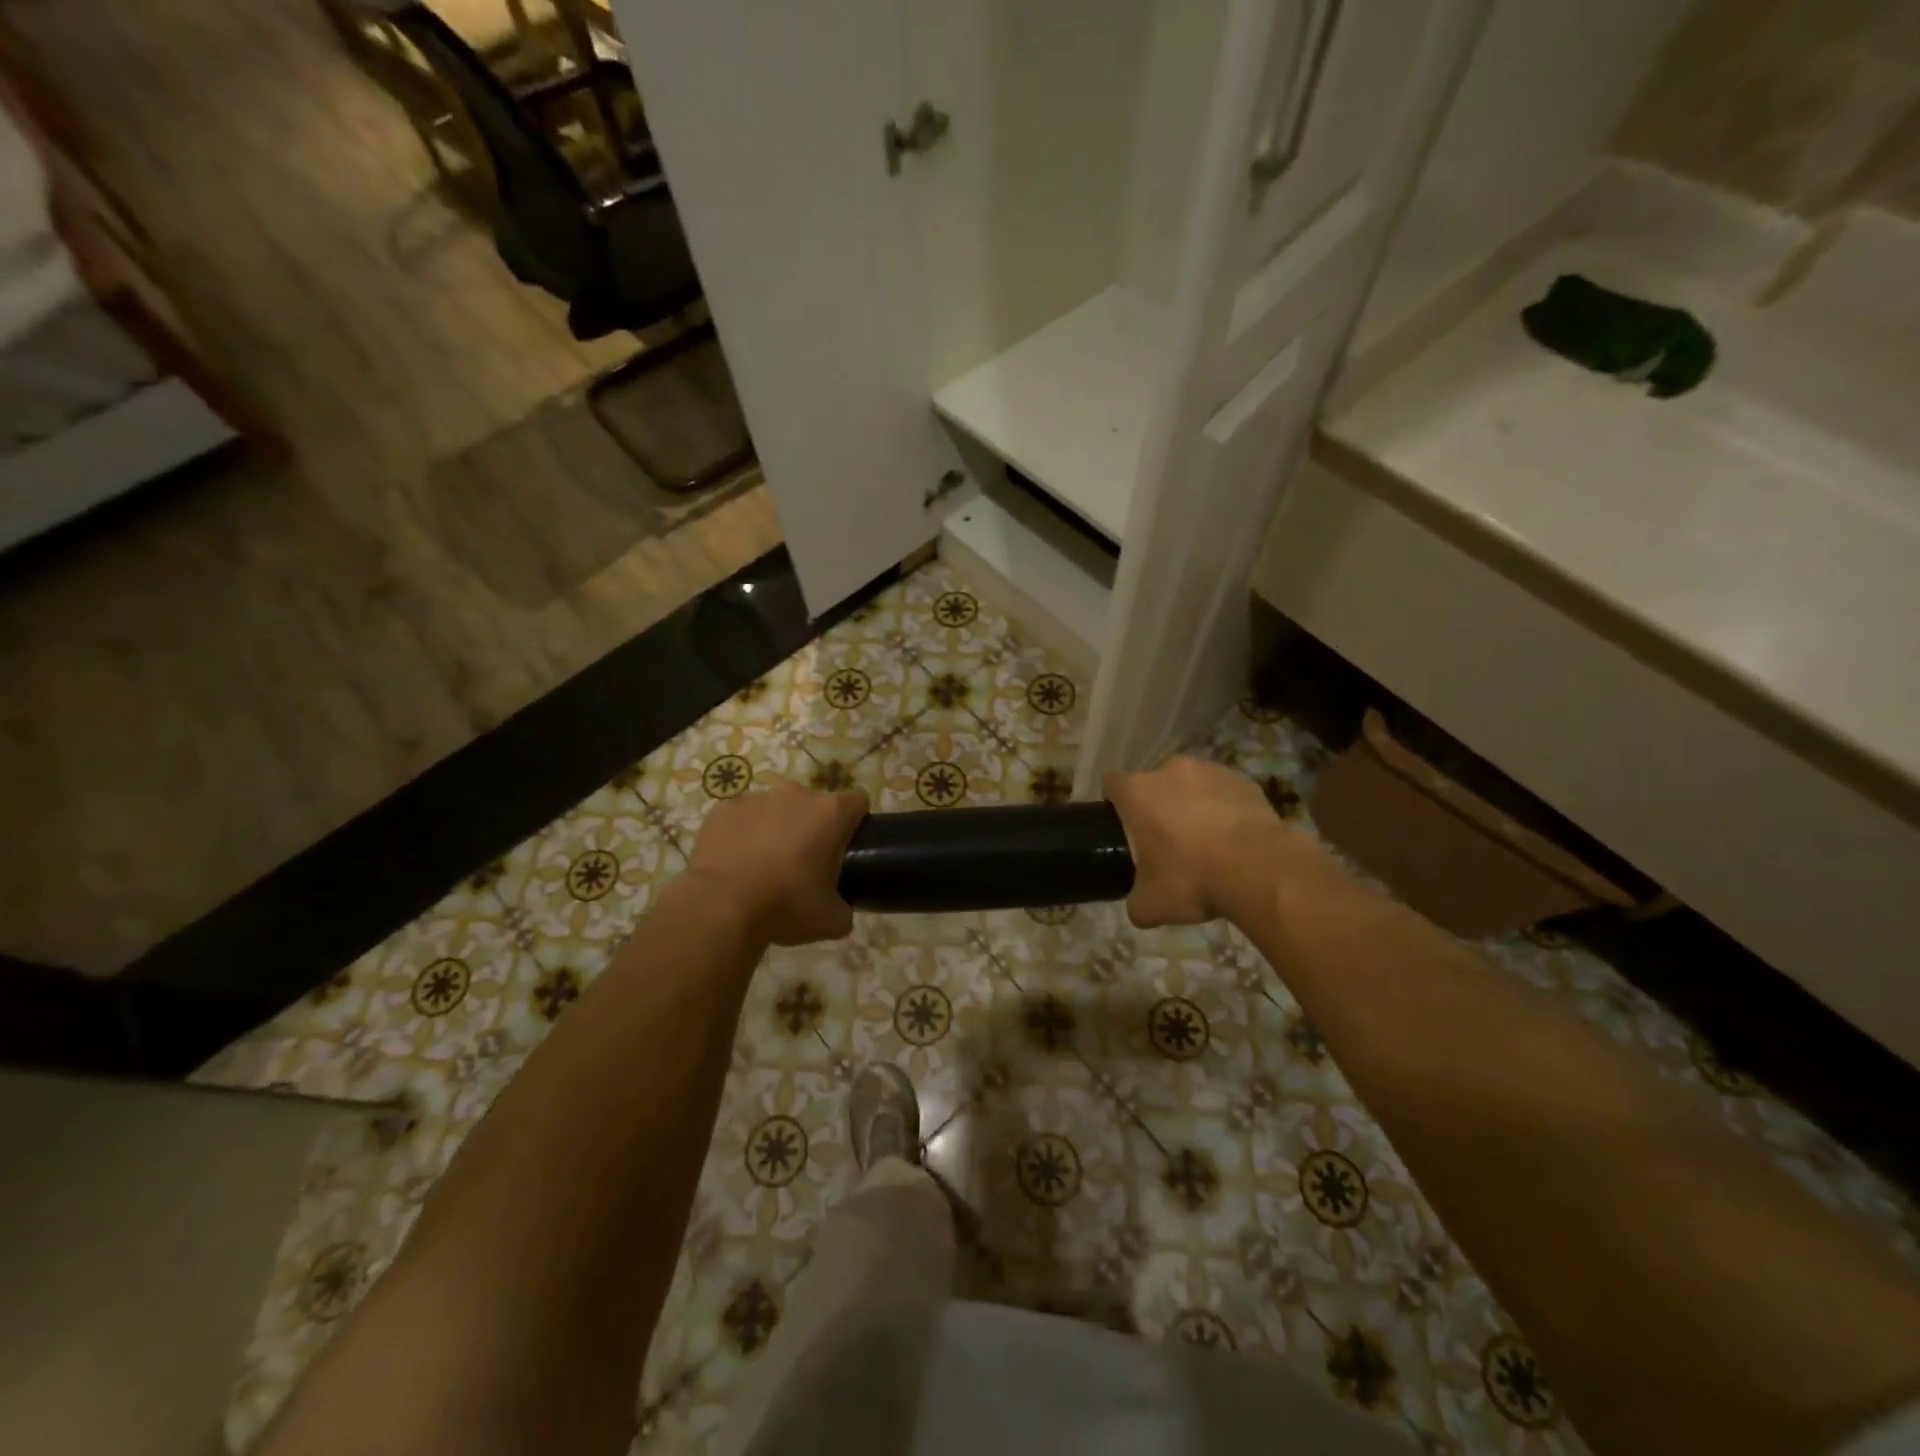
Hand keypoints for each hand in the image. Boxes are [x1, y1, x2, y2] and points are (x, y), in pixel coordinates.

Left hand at [684, 781, 868, 945]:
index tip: (847, 849)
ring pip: (775, 809)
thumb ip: (844, 909)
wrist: (720, 907)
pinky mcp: (722, 810)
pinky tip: (735, 865)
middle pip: (814, 805)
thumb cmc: (785, 906)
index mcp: (830, 813)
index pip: (858, 802)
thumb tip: (841, 911)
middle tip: (803, 866)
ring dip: (776, 829)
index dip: (856, 823)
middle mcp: (796, 795)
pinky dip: (742, 835)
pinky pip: (741, 818)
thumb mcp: (831, 920)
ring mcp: (755, 798)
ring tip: (763, 867)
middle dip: (812, 828)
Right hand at [1105, 757, 1305, 927]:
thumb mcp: (1152, 904)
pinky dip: (1224, 809)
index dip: (1114, 803)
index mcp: (1139, 792)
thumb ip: (1136, 902)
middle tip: (1166, 841)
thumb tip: (1139, 908)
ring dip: (1192, 805)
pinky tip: (1234, 839)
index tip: (1123, 826)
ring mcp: (1211, 771)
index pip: (1112, 784)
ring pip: (1191, 785)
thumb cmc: (1192, 878)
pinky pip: (1225, 793)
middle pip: (1154, 783)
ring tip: (1206, 841)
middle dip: (1158, 806)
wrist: (1260, 869)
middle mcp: (1171, 771)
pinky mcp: (1245, 781)